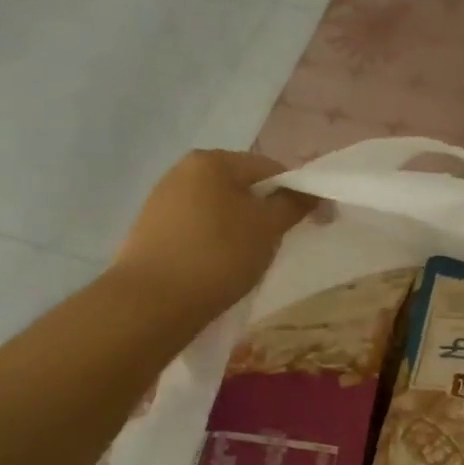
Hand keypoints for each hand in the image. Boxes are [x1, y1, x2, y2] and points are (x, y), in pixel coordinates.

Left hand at [113, 151, 317, 319]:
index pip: (269, 168)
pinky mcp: (150, 230)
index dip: (297, 192)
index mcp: (212, 160)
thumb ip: (293, 204)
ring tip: (247, 261)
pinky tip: (217, 268)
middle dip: (265, 212)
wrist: (150, 303)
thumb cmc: (217, 256)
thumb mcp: (267, 228)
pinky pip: (196, 229)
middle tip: (278, 244)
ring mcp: (161, 200)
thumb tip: (310, 192)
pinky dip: (214, 243)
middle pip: (241, 187)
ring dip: (240, 229)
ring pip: (218, 209)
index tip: (313, 222)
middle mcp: (182, 171)